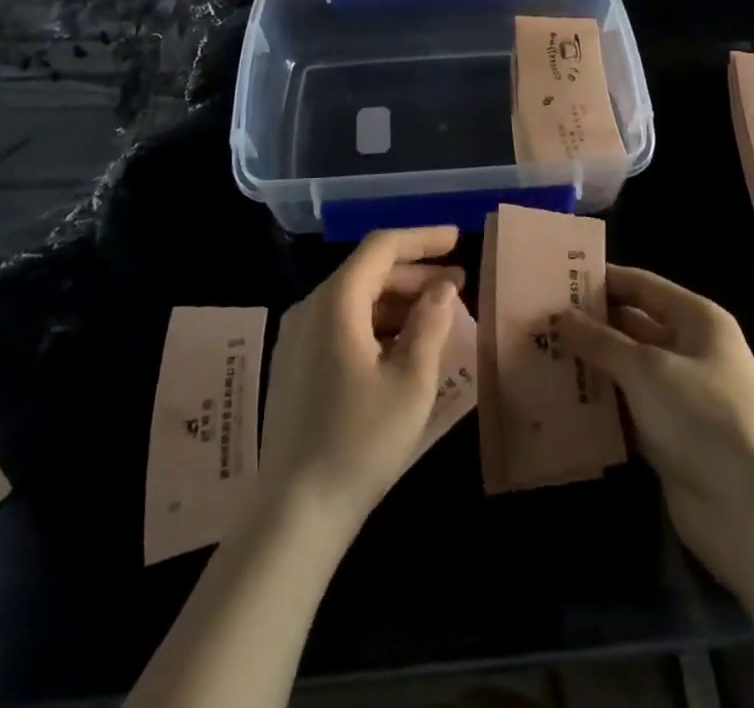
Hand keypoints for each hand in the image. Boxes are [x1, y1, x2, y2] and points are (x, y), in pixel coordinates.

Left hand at [257, 226, 464, 537]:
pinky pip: (342, 324)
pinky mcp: (297, 365)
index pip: (382, 247)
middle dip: (415, 272)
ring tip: (439, 314)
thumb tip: (442, 287)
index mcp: (336, 301)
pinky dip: (377, 323)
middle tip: (458, 284)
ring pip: (355, 299)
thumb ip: (430, 324)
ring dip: (398, 300)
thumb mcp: (411, 381)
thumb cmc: (361, 440)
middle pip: (368, 271)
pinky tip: (405, 345)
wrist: (295, 513)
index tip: (458, 240)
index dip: (422, 239)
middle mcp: (311, 308)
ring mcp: (298, 337)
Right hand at [558, 267, 753, 592]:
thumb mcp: (646, 369)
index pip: (641, 285)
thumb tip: (562, 315)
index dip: (600, 280)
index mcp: (696, 320)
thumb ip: (600, 340)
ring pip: (626, 371)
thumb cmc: (703, 418)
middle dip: (589, 326)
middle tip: (538, 321)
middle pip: (632, 327)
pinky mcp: (671, 439)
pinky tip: (560, 404)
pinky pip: (628, 412)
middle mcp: (690, 352)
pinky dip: (601, 408)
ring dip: (590, 368)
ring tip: (538, 358)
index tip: (555, 278)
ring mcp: (681, 398)